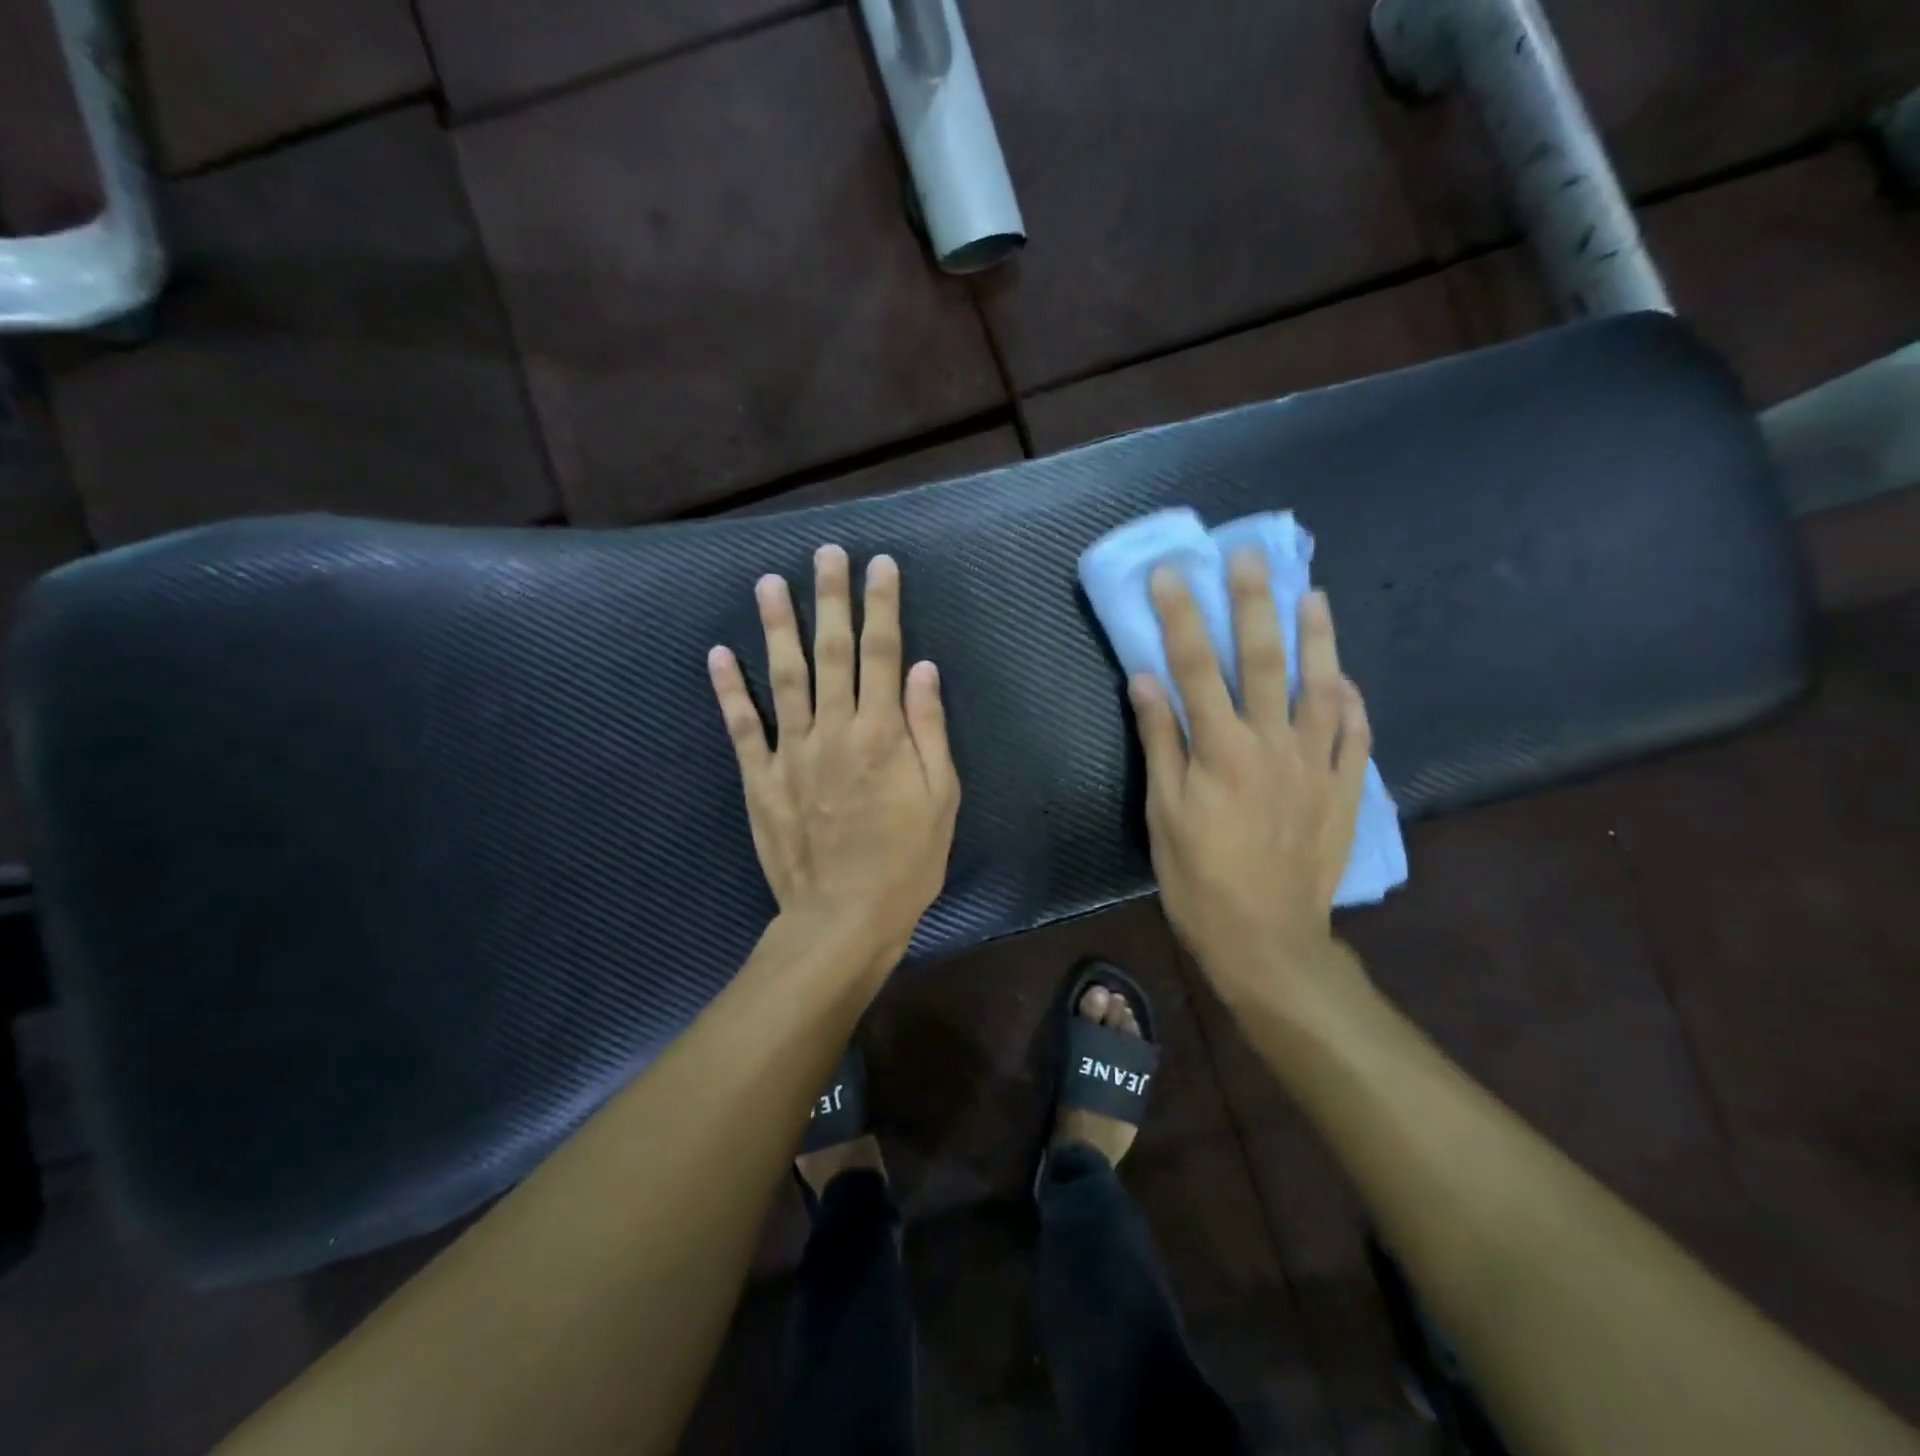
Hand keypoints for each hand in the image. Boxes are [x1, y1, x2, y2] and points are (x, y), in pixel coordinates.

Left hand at [708, 545, 959, 969]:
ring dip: (776, 627)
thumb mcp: (940, 799)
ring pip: (783, 677)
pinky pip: (742, 727)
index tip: (879, 565)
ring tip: (768, 583)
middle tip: (825, 553)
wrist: (843, 918)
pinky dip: (729, 690)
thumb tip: (922, 668)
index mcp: (881, 734)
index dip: (882, 606)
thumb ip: (928, 730)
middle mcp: (834, 731)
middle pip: (833, 653)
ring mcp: (791, 753)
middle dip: (831, 599)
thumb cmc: (905, 861)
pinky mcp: (760, 779)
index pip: (883, 654)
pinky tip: (718, 654)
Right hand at [1130, 551, 1370, 998]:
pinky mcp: (1342, 791)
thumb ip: (1160, 742)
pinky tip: (1346, 680)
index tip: (1172, 573)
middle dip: (1254, 603)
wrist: (1266, 940)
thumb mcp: (1164, 813)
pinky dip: (1351, 704)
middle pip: (1262, 660)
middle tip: (1250, 557)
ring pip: (1319, 687)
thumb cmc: (1199, 879)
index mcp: (1220, 749)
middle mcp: (1272, 744)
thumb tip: (1145, 681)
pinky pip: (1355, 737)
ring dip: (1316, 639)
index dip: (1181, 616)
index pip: (1195, 666)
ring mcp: (1315, 765)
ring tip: (1314, 596)